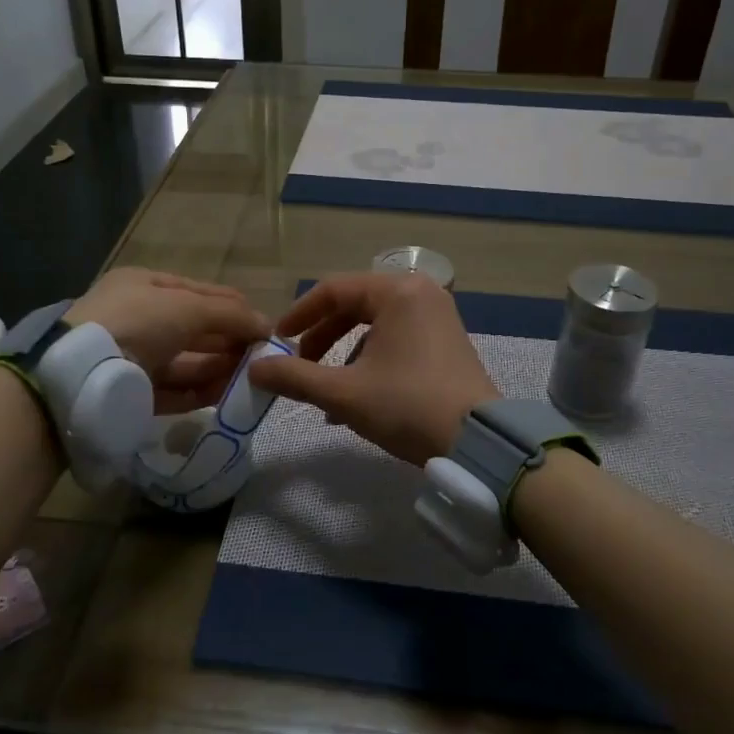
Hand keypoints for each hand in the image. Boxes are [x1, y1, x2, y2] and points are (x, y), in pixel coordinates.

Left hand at [66, 268, 270, 413]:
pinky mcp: (132, 393)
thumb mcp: (188, 307)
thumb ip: (231, 315)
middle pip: (195, 329)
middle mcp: (138, 319)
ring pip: (186, 361)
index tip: (265, 327)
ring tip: (252, 377)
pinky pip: (173, 390)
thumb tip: (268, 327)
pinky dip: (200, 391)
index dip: (233, 307)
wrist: (80, 373)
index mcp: (144, 286)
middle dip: (229, 341)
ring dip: (219, 368)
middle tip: (262, 357)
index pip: (199, 292)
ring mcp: (133, 357)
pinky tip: (227, 395)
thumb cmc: (137, 322)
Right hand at [247, 272, 497, 463]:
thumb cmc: (408, 406)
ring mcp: (438, 316)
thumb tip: (254, 368)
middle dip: (321, 338)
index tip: (276, 342)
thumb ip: (294, 377)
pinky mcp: (447, 340)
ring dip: (343, 355)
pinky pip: (396, 338)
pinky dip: (370, 360)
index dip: (298, 315)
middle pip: (354, 305)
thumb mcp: (344, 393)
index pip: (333, 290)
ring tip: (326, 392)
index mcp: (397, 291)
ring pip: (374, 325)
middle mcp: (420, 293)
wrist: (479, 443)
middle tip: (298, 365)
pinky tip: (357, 398)